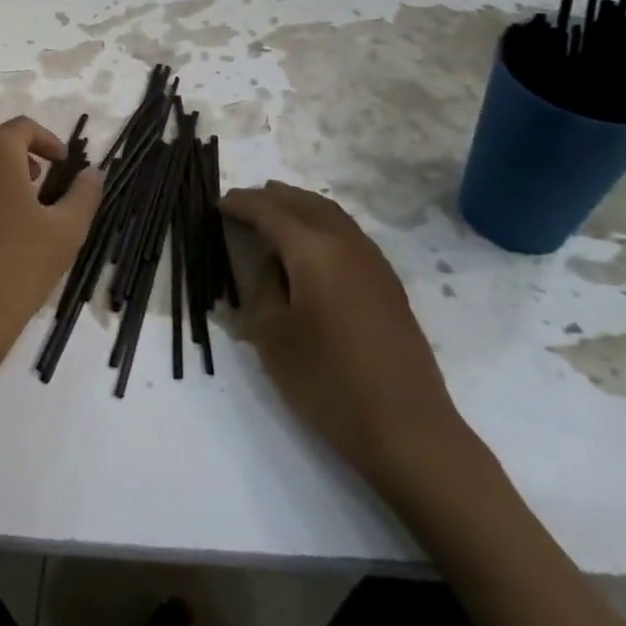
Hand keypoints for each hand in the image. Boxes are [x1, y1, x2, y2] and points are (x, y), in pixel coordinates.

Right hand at [221, 182, 470, 497]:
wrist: (406, 428)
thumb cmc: (327, 382)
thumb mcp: (272, 335)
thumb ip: (262, 286)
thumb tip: (266, 261)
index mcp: (314, 251)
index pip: (270, 212)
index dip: (242, 204)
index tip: (219, 203)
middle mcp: (347, 244)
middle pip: (305, 203)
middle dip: (272, 197)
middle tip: (243, 203)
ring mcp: (374, 262)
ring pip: (331, 215)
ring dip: (299, 207)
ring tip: (274, 214)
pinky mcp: (388, 283)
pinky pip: (347, 234)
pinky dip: (321, 225)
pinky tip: (310, 247)